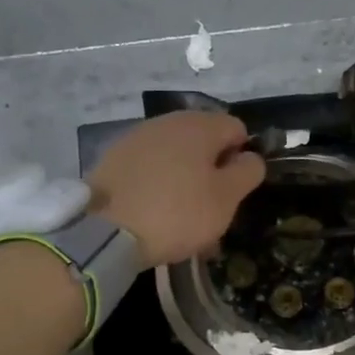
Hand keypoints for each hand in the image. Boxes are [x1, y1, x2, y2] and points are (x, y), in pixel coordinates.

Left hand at [87, 112, 264, 267]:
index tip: (235, 189)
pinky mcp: (113, 158)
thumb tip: (250, 156)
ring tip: (181, 215)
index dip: (242, 157)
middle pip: (203, 140)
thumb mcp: (226, 198)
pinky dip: (157, 183)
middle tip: (210, 206)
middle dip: (211, 168)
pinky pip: (149, 166)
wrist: (104, 232)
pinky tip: (153, 211)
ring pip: (175, 154)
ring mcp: (136, 137)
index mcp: (200, 126)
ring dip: (184, 177)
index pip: (237, 128)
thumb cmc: (177, 213)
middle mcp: (168, 121)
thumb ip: (247, 172)